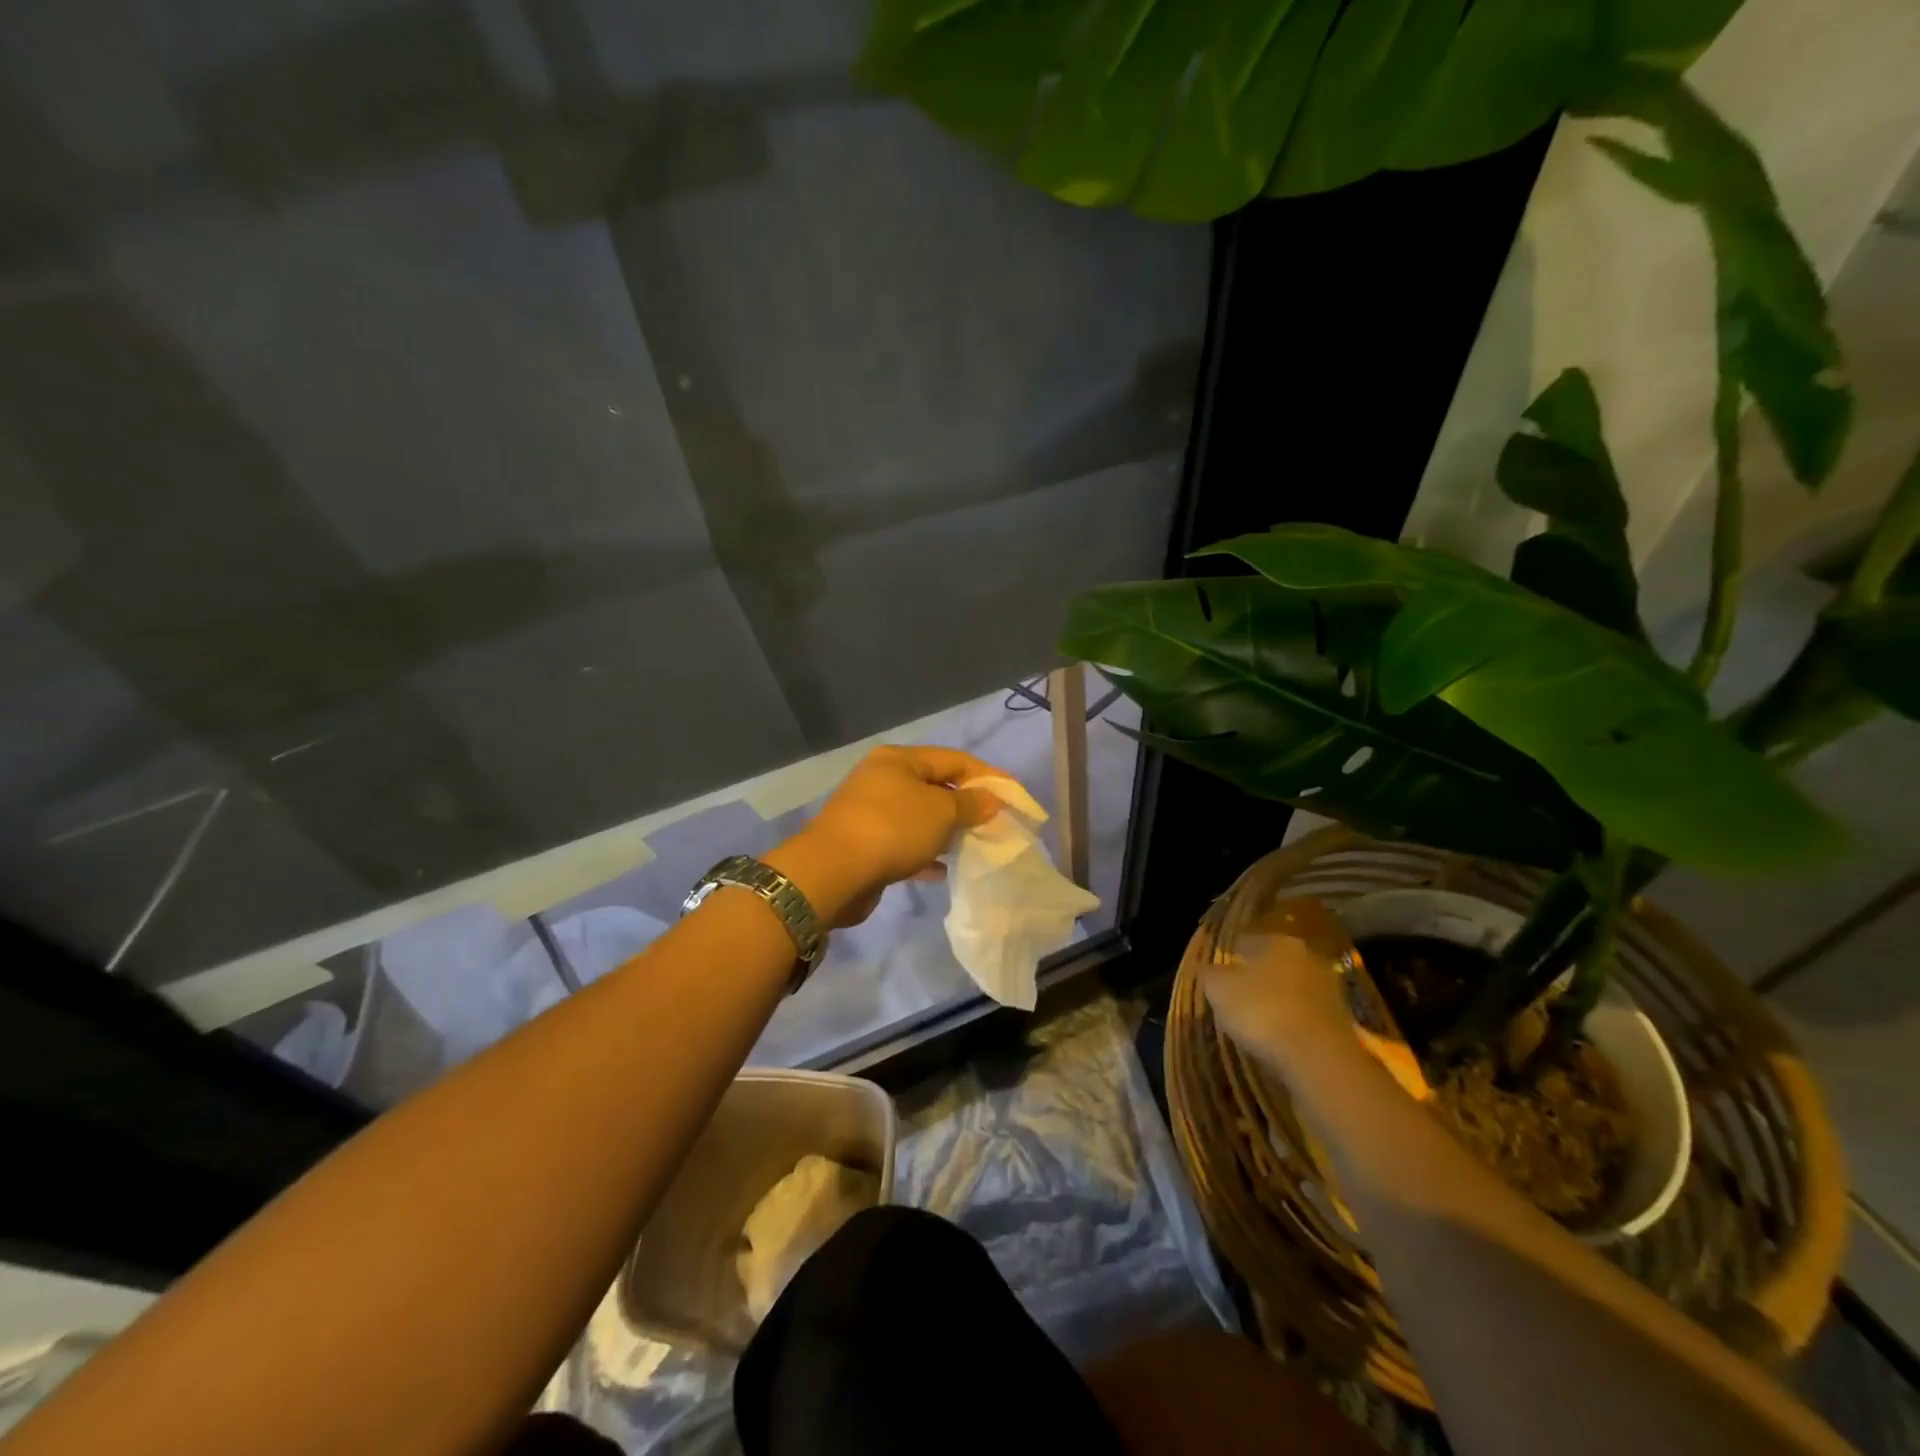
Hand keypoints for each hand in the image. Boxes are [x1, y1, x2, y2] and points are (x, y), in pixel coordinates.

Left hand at [769, 745, 1003, 926]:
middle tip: (994, 823)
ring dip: (945, 830)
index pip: (954, 759)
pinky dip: (924, 853)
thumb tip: (990, 800)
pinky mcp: (864, 843)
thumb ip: (970, 804)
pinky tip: (941, 870)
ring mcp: (870, 812)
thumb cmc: (893, 829)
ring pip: (919, 817)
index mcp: (899, 760)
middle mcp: (882, 779)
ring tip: (971, 845)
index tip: (1014, 796)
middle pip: (935, 786)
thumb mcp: (941, 812)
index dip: (987, 776)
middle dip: (966, 804)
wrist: (833, 872)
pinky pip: (904, 843)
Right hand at [1198, 931, 1353, 1069]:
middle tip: (1238, 994)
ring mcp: (1330, 990)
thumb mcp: (1219, 989)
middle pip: (1274, 963)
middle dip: (1258, 976)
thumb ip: (1210, 974)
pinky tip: (1280, 1037)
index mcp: (1279, 942)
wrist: (1319, 1058)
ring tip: (1258, 1019)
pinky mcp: (1343, 1022)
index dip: (1230, 954)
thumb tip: (1209, 969)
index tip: (1219, 971)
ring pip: (1294, 989)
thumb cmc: (1263, 1011)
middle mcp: (1308, 958)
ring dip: (1279, 999)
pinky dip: (1294, 1022)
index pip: (1247, 940)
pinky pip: (1307, 1015)